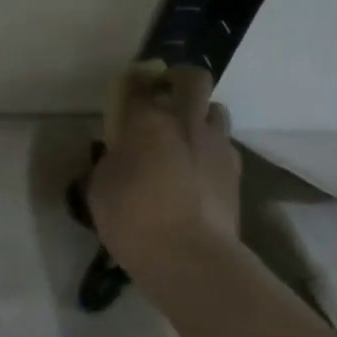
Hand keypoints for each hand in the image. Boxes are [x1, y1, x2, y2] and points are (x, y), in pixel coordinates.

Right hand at [87, 64, 244, 288]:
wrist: (189, 257)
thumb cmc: (133, 218)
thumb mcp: (101, 187)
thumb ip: (111, 161)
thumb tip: (120, 155)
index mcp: (147, 120)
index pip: (139, 84)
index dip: (133, 83)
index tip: (128, 90)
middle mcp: (186, 122)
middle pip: (193, 79)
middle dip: (180, 80)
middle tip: (165, 97)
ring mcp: (216, 145)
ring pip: (217, 110)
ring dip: (202, 116)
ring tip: (186, 137)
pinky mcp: (235, 172)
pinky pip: (224, 146)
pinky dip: (211, 150)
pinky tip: (199, 170)